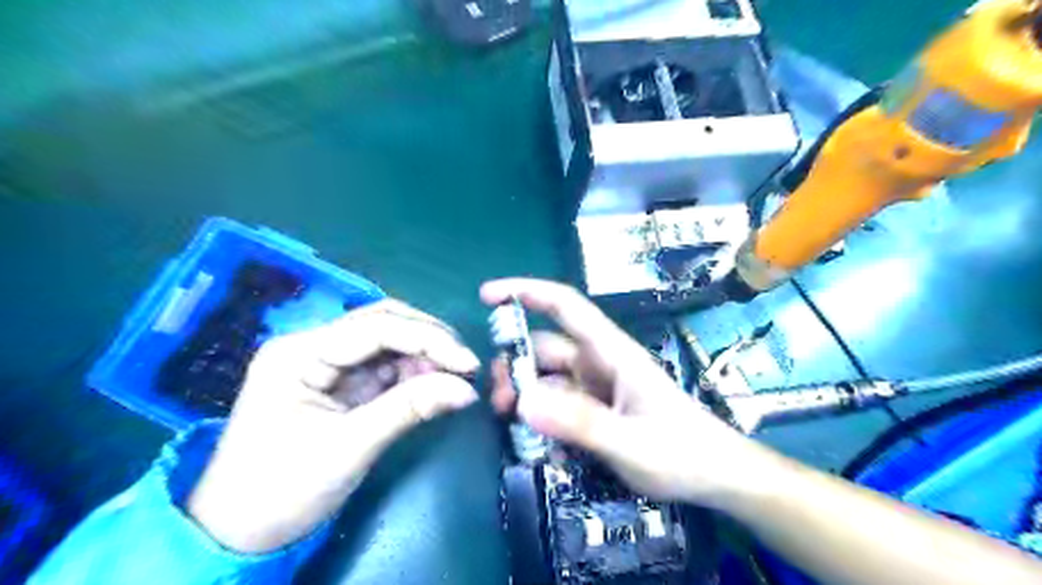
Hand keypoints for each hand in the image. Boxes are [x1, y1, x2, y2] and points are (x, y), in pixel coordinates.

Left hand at [188, 301, 479, 551]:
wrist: (239, 535)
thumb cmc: (282, 490)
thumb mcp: (350, 447)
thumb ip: (410, 409)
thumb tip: (467, 390)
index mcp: (299, 353)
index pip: (375, 328)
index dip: (428, 340)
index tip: (468, 362)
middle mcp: (312, 346)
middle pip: (381, 323)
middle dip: (428, 339)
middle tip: (465, 363)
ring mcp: (325, 363)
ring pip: (387, 341)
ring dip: (424, 354)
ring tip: (455, 376)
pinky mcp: (339, 383)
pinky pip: (384, 366)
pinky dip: (413, 372)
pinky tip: (434, 383)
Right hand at [485, 279, 766, 505]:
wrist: (717, 477)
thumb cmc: (681, 452)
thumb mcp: (629, 442)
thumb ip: (578, 423)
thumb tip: (521, 402)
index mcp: (611, 353)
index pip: (565, 307)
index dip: (527, 292)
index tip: (488, 296)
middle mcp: (599, 363)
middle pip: (545, 348)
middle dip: (516, 367)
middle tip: (499, 404)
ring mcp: (596, 387)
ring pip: (546, 379)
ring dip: (525, 397)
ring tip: (513, 427)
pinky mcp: (595, 410)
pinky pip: (557, 405)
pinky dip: (542, 419)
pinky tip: (541, 446)